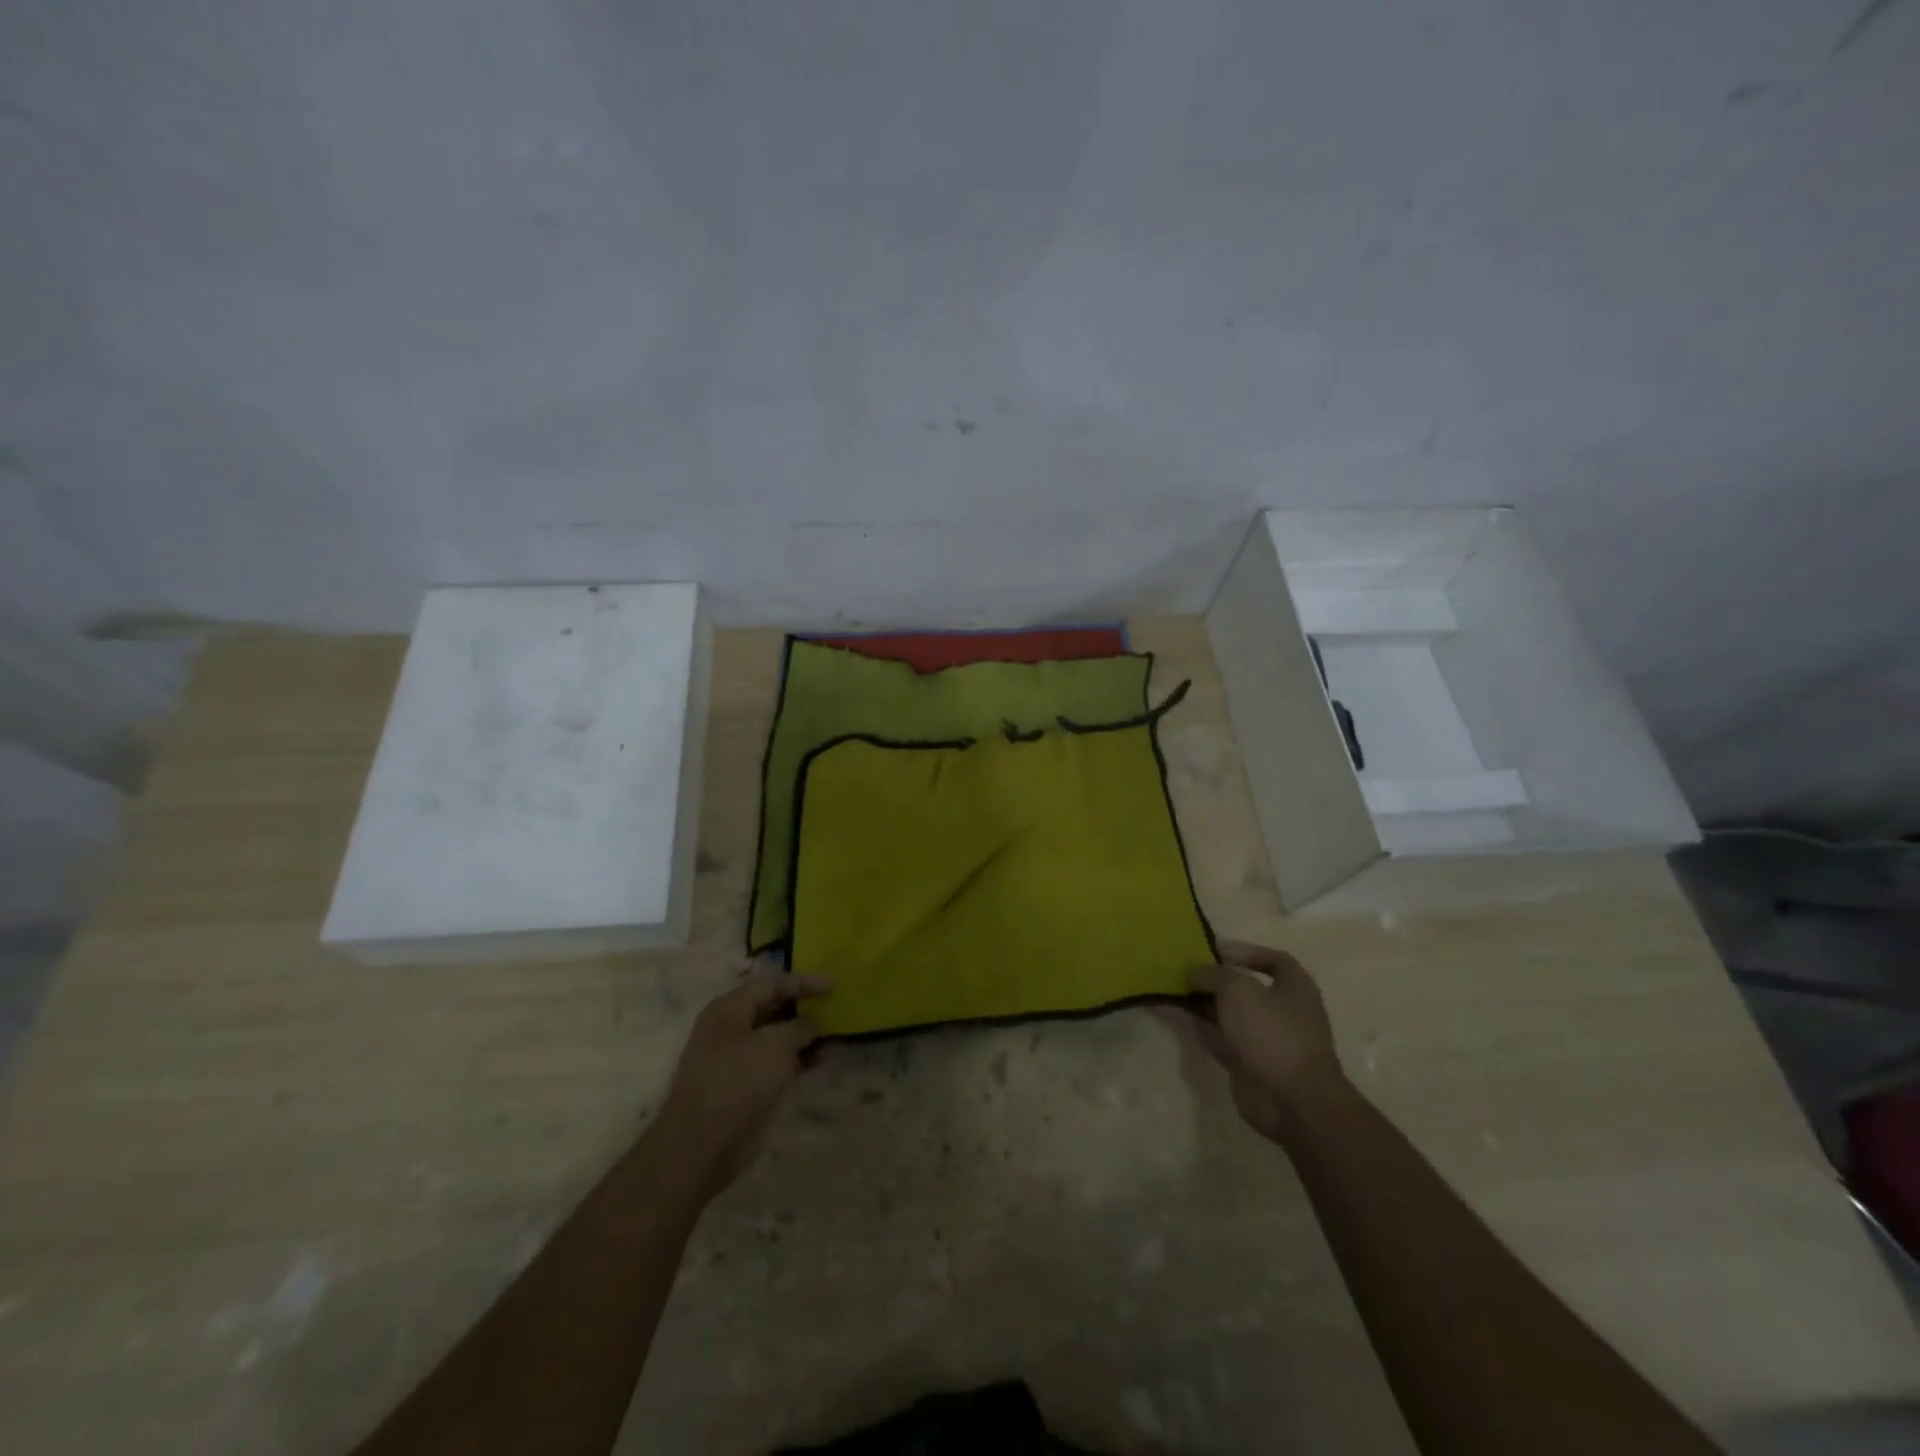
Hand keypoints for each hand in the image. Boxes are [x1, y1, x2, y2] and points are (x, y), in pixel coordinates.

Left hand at [657, 962, 829, 1196]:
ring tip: (833, 1034)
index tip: (833, 985)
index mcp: (729, 1009)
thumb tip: (812, 1023)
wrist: (702, 1145)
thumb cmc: (738, 1081)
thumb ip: (799, 1027)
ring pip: (775, 1038)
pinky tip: (819, 1061)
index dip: (803, 982)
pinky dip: (796, 1060)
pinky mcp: (743, 1087)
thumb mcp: (776, 1045)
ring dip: (802, 1036)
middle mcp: (729, 1029)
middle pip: (771, 1008)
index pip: (771, 984)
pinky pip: (774, 1063)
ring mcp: (735, 1059)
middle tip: (833, 1007)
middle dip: (802, 1007)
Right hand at [1184, 939, 1345, 1142]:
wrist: (1291, 1100)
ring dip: (1204, 1003)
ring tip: (1173, 989)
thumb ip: (1213, 974)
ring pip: (1230, 1014)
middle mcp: (1283, 1011)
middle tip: (1184, 970)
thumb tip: (1195, 972)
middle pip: (1246, 987)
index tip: (1213, 950)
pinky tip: (1177, 1015)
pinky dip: (1201, 1027)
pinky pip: (1220, 1038)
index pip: (1272, 959)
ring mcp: (1266, 1039)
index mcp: (1294, 987)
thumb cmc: (1272, 1031)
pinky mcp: (1248, 1063)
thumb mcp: (1238, 989)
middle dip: (1216, 979)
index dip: (1244, 951)